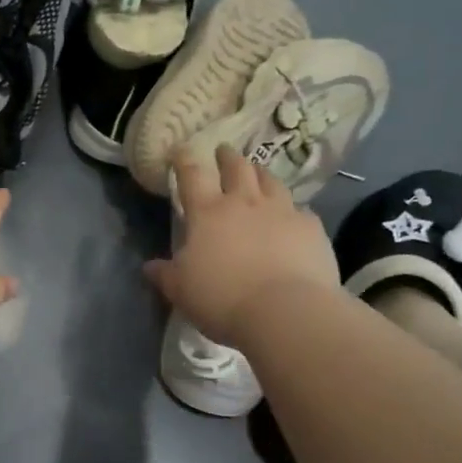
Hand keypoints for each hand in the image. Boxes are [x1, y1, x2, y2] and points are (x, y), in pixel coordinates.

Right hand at [144, 145, 338, 344]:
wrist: (286, 312)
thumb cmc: (223, 298)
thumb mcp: (181, 291)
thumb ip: (165, 275)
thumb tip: (150, 266)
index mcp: (207, 213)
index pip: (192, 175)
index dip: (184, 160)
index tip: (181, 151)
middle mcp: (244, 203)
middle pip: (236, 167)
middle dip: (227, 157)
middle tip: (224, 151)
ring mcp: (282, 212)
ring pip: (270, 181)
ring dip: (260, 173)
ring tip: (257, 173)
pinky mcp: (311, 228)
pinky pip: (300, 211)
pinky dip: (292, 211)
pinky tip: (292, 218)